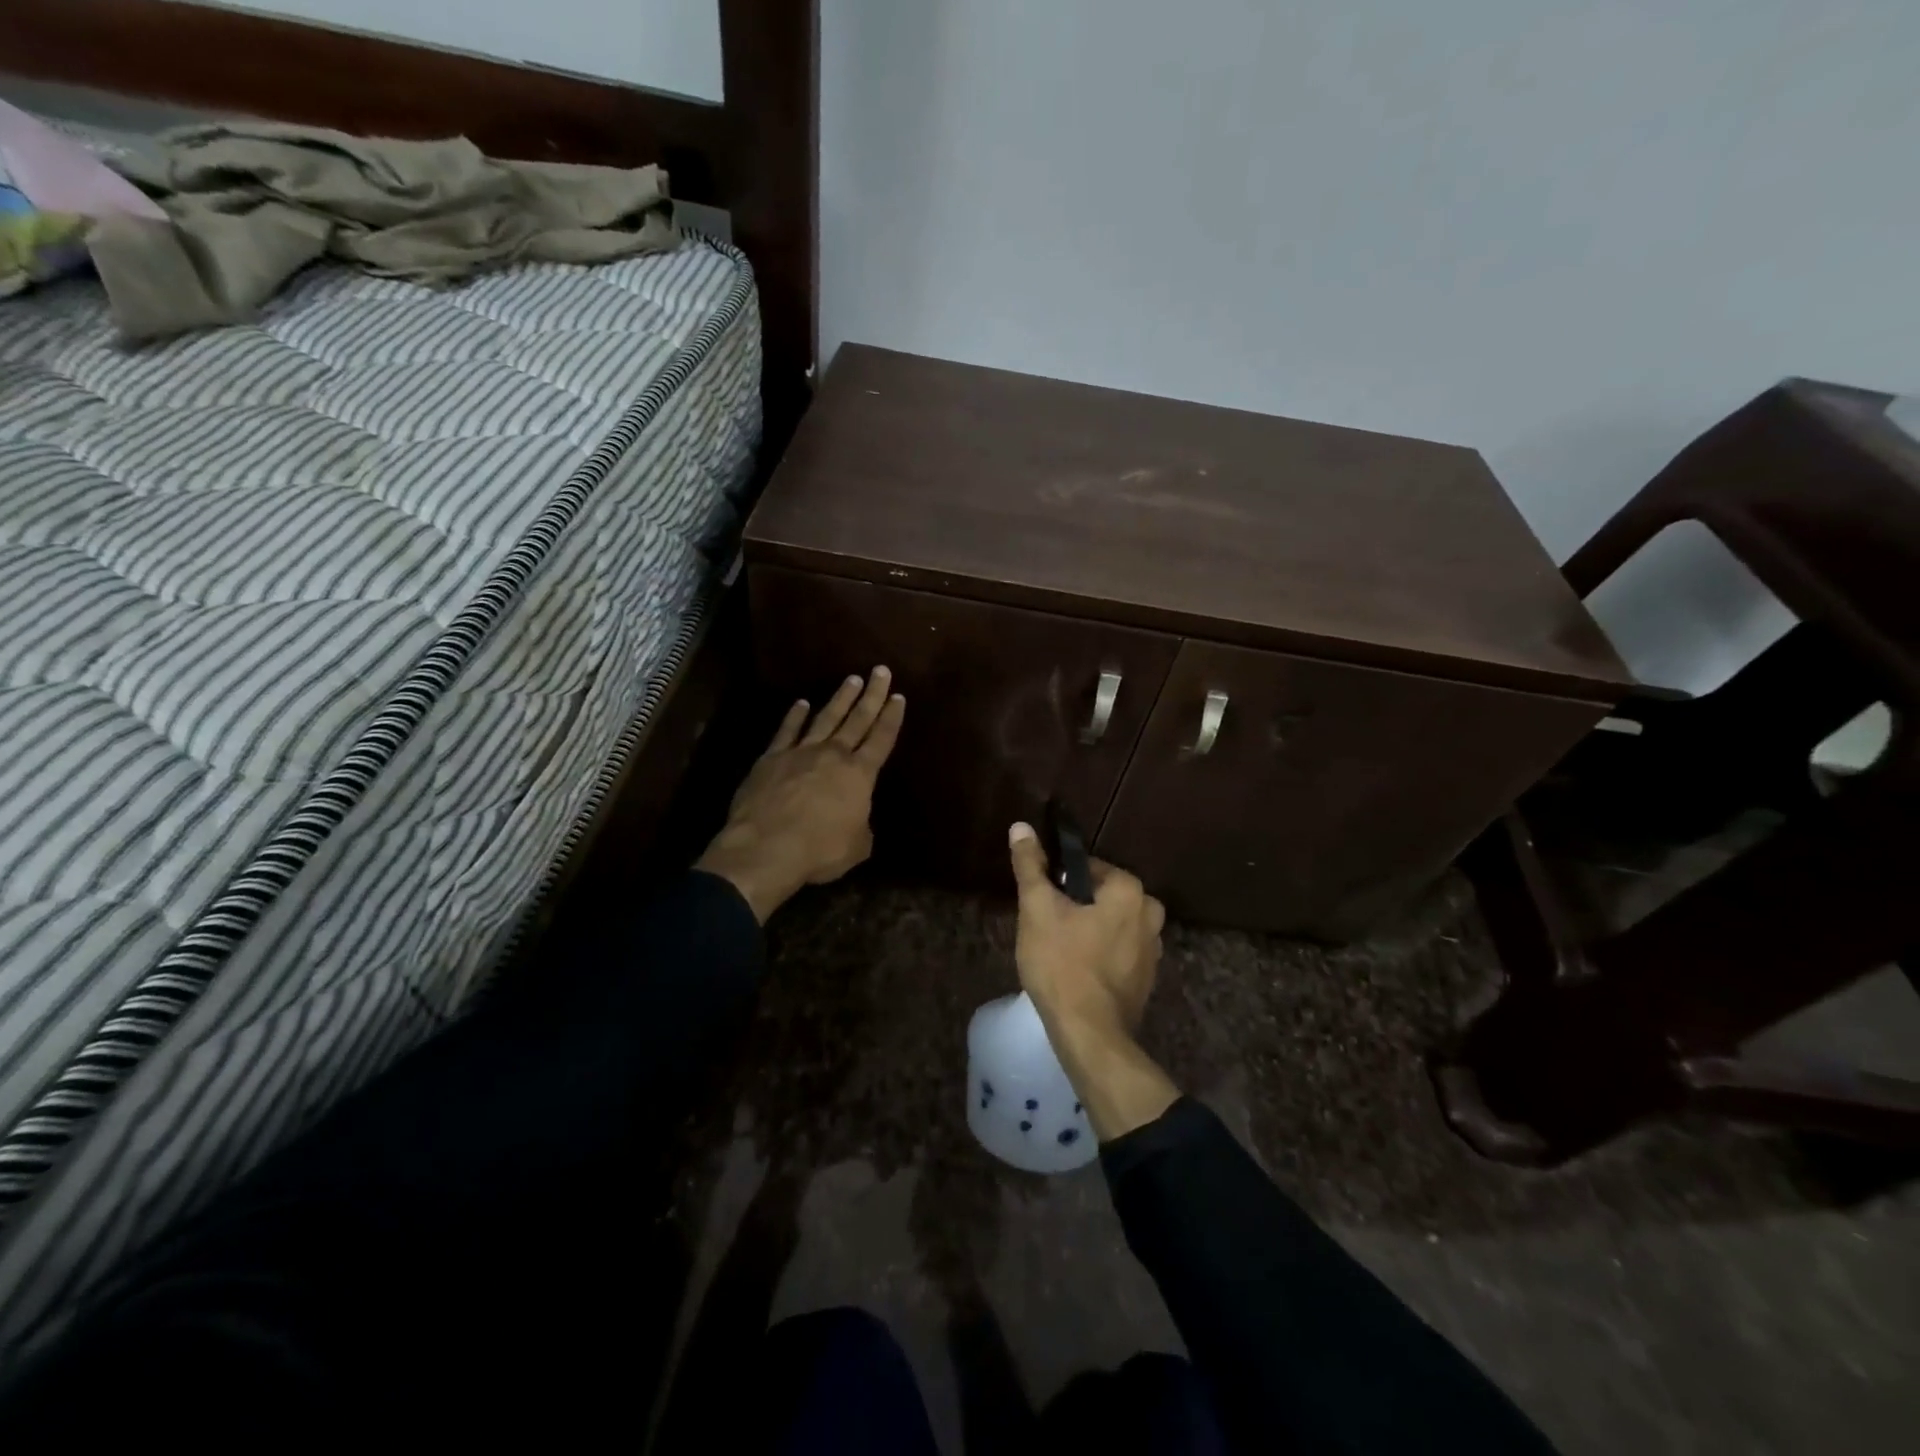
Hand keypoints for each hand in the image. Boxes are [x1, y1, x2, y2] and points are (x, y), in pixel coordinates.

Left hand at [695, 669, 904, 921]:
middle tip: (880, 671)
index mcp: (859, 775)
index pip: (881, 739)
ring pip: (825, 718)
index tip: (898, 697)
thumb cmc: (819, 850)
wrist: (766, 847)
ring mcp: (800, 753)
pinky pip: (787, 731)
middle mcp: (833, 755)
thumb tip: (858, 821)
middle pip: (857, 719)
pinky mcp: (771, 758)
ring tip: (851, 679)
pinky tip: (802, 703)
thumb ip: (862, 828)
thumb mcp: (856, 847)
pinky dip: (795, 716)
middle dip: (872, 695)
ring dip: (840, 698)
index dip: (892, 718)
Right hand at [1008, 823, 1165, 1037]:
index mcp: (1130, 889)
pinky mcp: (1147, 977)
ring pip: (1109, 923)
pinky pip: (1118, 950)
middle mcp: (1151, 913)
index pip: (1087, 867)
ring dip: (1087, 930)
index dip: (1058, 881)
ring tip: (1058, 951)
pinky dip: (1099, 953)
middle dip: (1074, 906)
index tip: (1041, 902)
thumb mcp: (1037, 909)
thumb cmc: (1061, 964)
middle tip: (1046, 928)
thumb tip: (1021, 826)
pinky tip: (1076, 971)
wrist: (1089, 1034)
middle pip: (1100, 895)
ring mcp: (1154, 948)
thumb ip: (1030, 865)